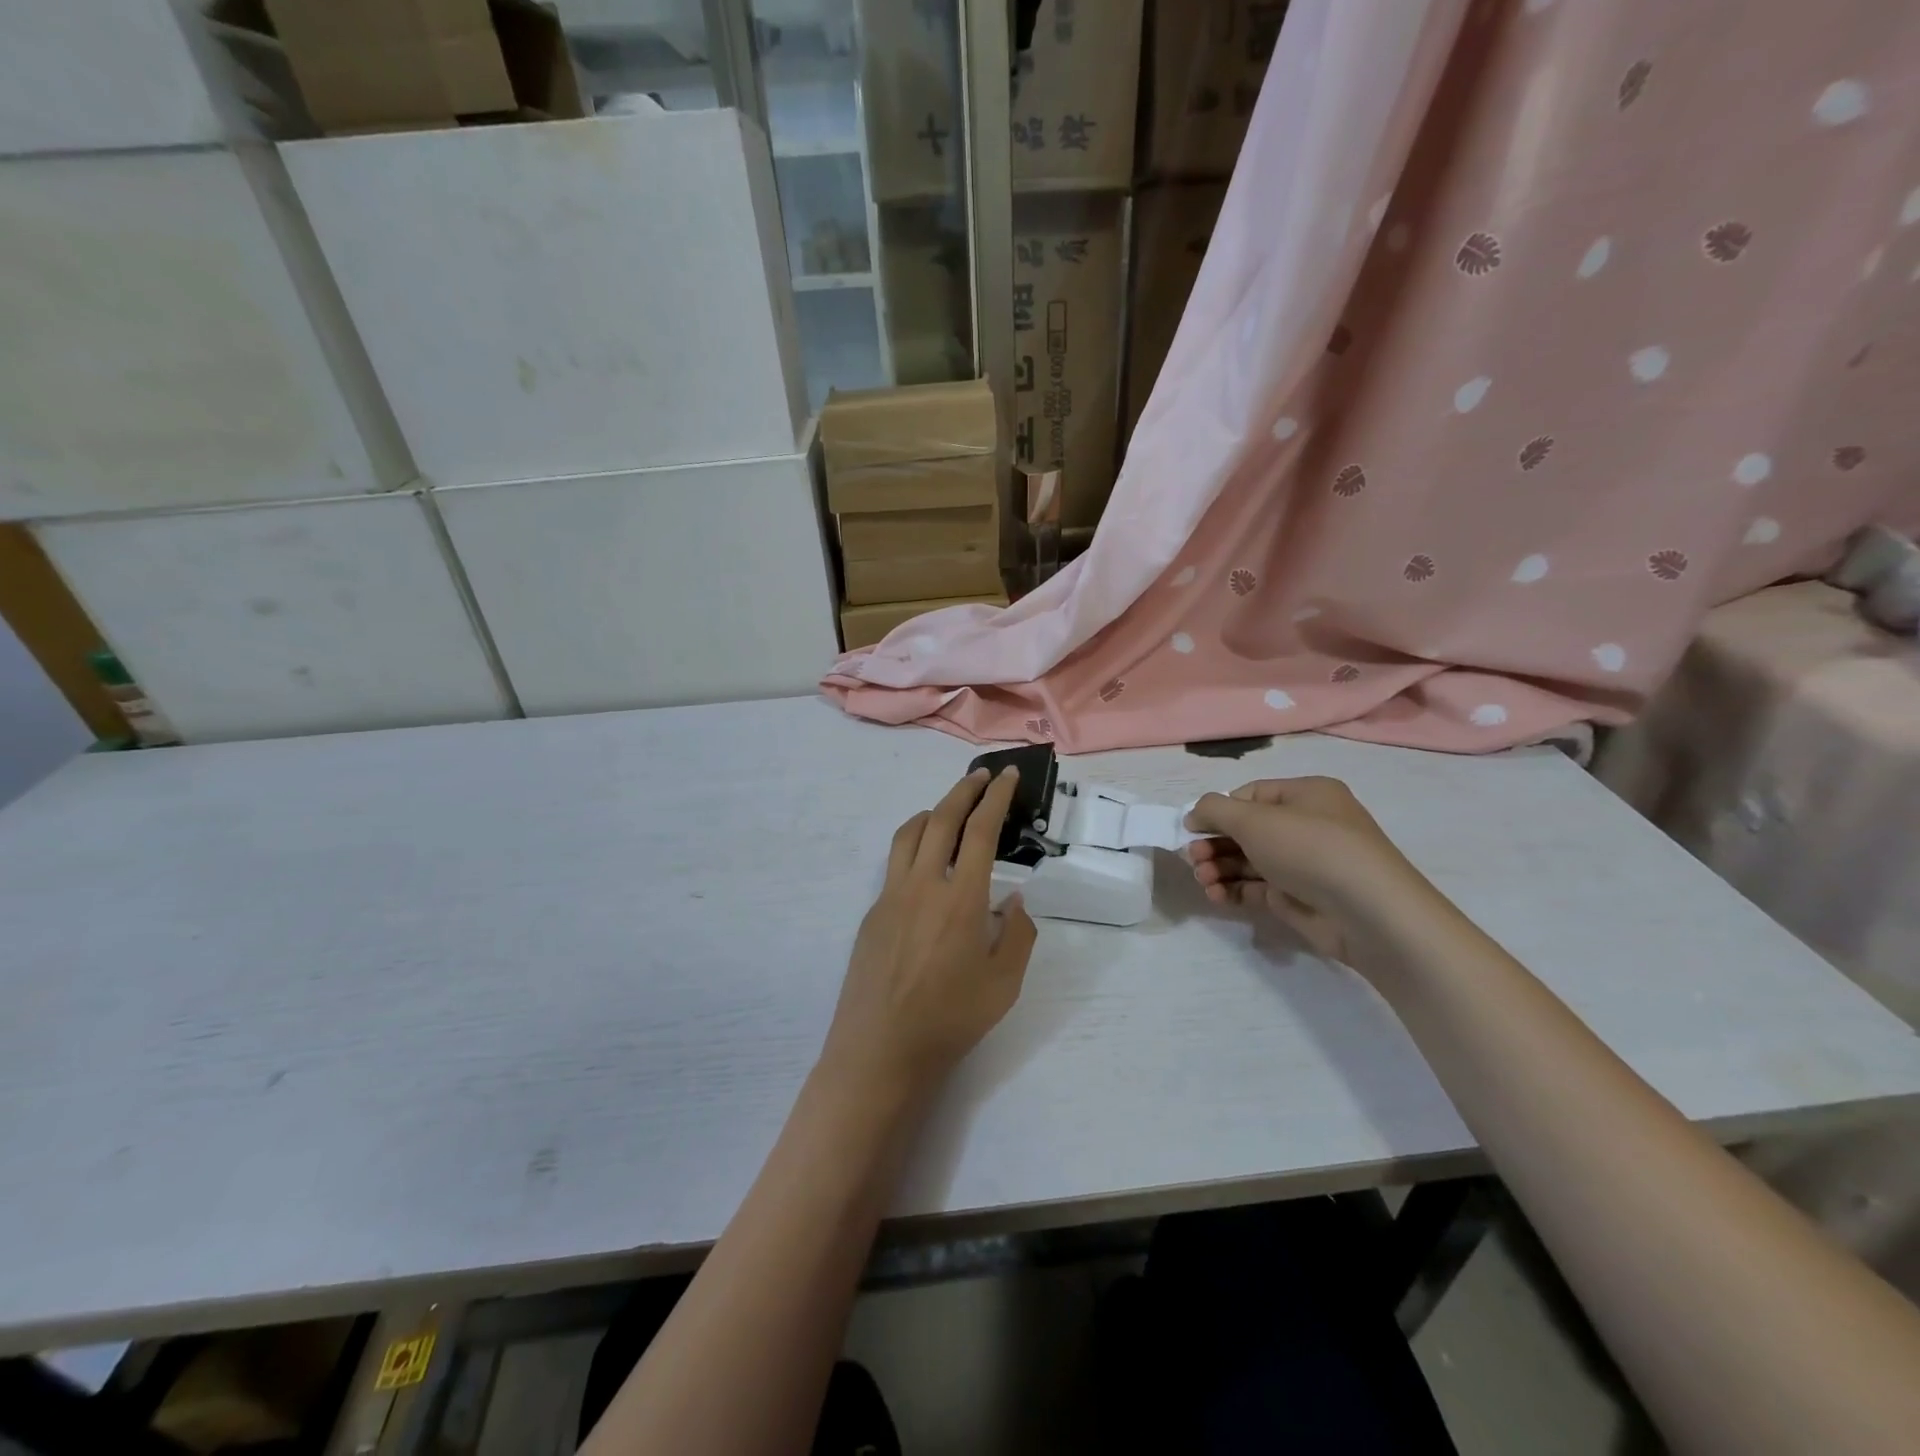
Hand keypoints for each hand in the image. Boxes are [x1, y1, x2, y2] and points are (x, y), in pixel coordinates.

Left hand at [820, 767, 1038, 1099]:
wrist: (880, 1051)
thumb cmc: (950, 1021)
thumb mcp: (1004, 984)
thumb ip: (1017, 934)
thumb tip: (1012, 900)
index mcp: (960, 899)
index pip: (980, 831)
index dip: (995, 798)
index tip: (1007, 777)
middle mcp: (922, 885)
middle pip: (941, 819)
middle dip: (964, 790)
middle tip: (982, 777)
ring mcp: (890, 896)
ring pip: (908, 834)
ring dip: (932, 812)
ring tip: (949, 810)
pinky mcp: (872, 913)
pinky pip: (894, 863)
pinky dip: (914, 845)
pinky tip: (926, 866)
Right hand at [1184, 776, 1434, 975]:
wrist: (1368, 912)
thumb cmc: (1310, 848)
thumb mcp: (1255, 819)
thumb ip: (1215, 810)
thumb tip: (1195, 814)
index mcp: (1306, 795)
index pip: (1250, 795)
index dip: (1218, 810)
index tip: (1191, 829)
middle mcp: (1307, 825)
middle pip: (1247, 830)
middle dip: (1214, 843)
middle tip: (1193, 860)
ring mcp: (1304, 864)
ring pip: (1249, 860)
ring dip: (1219, 868)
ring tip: (1203, 881)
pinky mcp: (1300, 897)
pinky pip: (1258, 888)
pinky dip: (1235, 890)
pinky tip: (1217, 896)